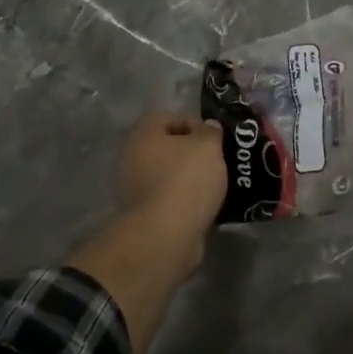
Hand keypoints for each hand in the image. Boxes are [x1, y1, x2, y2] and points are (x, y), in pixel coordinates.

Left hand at [116, 111, 225, 257]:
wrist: (166, 236)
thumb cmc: (186, 180)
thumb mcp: (209, 145)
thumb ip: (211, 131)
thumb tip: (208, 127)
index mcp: (145, 135)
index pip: (168, 117)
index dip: (193, 122)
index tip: (213, 136)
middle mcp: (134, 158)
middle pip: (169, 147)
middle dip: (194, 152)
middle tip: (218, 158)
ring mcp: (137, 189)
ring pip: (170, 174)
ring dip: (191, 178)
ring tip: (218, 183)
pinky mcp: (146, 216)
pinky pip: (171, 199)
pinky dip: (187, 201)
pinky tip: (208, 204)